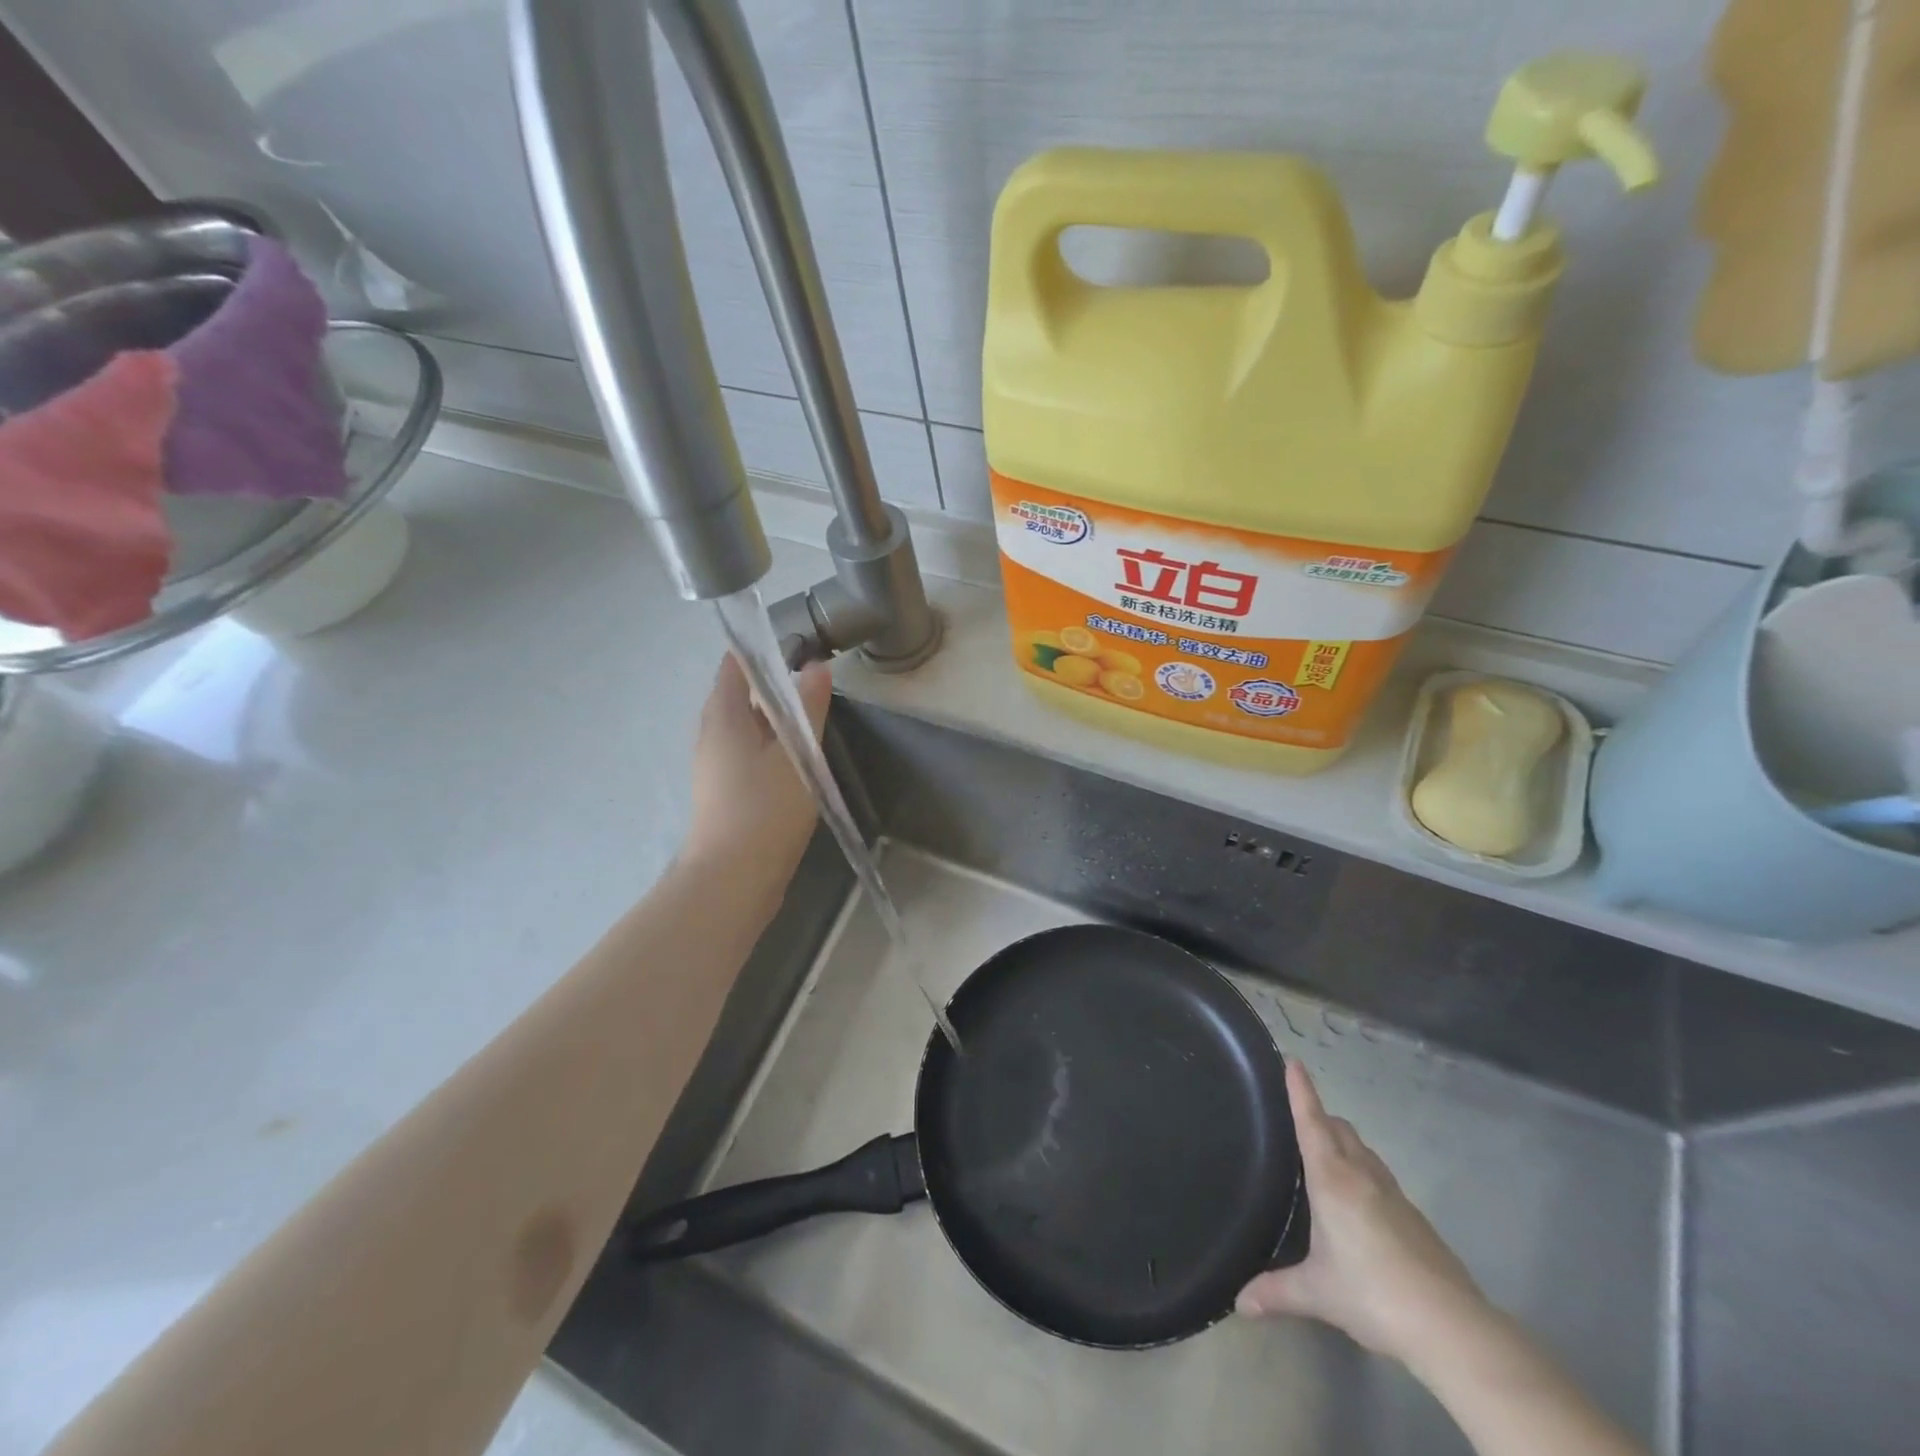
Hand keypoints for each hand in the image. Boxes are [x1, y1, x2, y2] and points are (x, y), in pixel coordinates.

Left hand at [684, 653, 832, 879]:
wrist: (733, 877)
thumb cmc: (765, 809)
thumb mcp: (797, 753)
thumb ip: (808, 709)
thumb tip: (816, 667)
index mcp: (723, 717)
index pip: (734, 667)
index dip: (761, 651)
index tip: (797, 646)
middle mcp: (711, 735)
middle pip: (738, 697)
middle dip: (771, 686)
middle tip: (812, 681)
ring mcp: (715, 766)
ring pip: (744, 728)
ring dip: (772, 719)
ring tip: (809, 717)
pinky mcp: (724, 792)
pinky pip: (746, 754)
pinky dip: (769, 746)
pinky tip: (795, 758)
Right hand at [1237, 1061, 1488, 1365]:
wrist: (1450, 1326)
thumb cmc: (1372, 1293)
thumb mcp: (1318, 1293)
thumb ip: (1277, 1291)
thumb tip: (1239, 1302)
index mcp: (1332, 1178)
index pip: (1312, 1121)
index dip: (1300, 1090)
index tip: (1292, 1060)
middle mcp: (1362, 1174)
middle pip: (1339, 1128)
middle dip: (1320, 1116)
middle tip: (1298, 1121)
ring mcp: (1394, 1195)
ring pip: (1363, 1150)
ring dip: (1344, 1143)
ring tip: (1325, 1160)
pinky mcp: (1416, 1218)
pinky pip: (1380, 1178)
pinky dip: (1363, 1173)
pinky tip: (1359, 1207)